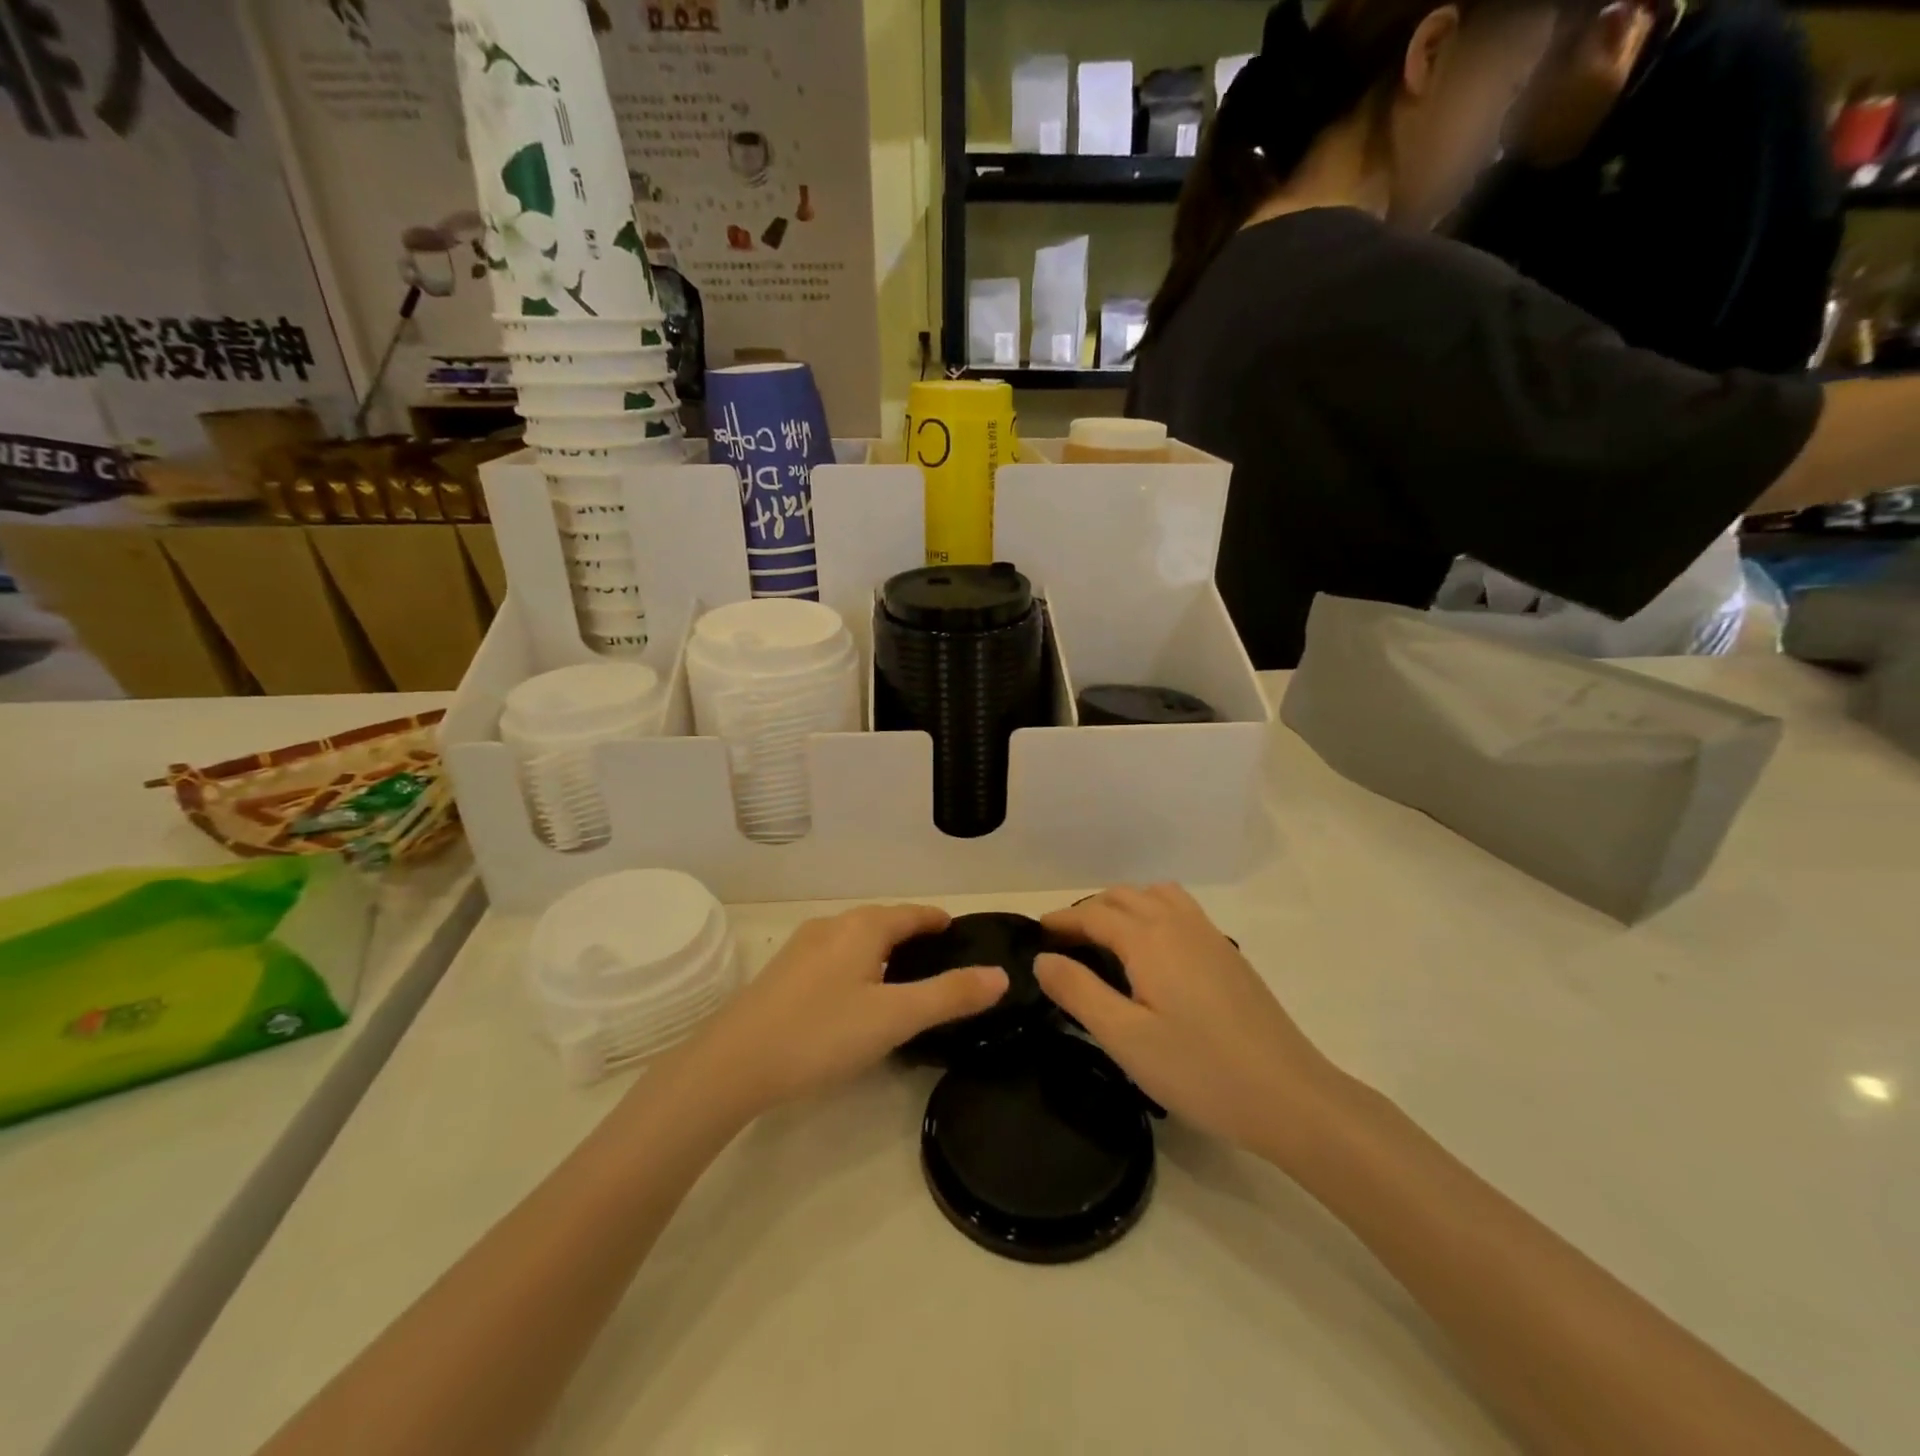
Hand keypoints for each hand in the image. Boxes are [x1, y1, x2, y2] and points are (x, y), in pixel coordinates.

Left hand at [683, 904, 1006, 1118]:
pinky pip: (834, 956)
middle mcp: (832, 926)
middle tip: (939, 959)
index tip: (960, 931)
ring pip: (855, 939)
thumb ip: (949, 995)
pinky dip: (858, 964)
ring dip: (882, 949)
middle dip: (912, 933)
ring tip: (903, 977)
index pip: (912, 913)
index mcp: (862, 927)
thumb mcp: (895, 1017)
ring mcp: (802, 948)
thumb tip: (1001, 975)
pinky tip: (855, 995)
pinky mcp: (782, 973)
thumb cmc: (821, 1034)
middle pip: (882, 921)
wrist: (732, 1064)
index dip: (938, 920)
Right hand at [1035, 886, 1341, 1162]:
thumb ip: (1078, 992)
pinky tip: (1153, 953)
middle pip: (1123, 897)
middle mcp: (1178, 923)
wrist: (1289, 1095)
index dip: (1062, 920)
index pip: (1093, 914)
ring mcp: (1209, 936)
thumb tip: (1043, 959)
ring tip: (1106, 939)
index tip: (1036, 934)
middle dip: (1088, 911)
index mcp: (1148, 939)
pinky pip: (1180, 911)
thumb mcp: (1125, 1038)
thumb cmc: (1199, 1069)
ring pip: (1155, 896)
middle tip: (1064, 943)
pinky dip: (1153, 913)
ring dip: (1124, 906)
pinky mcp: (1229, 954)